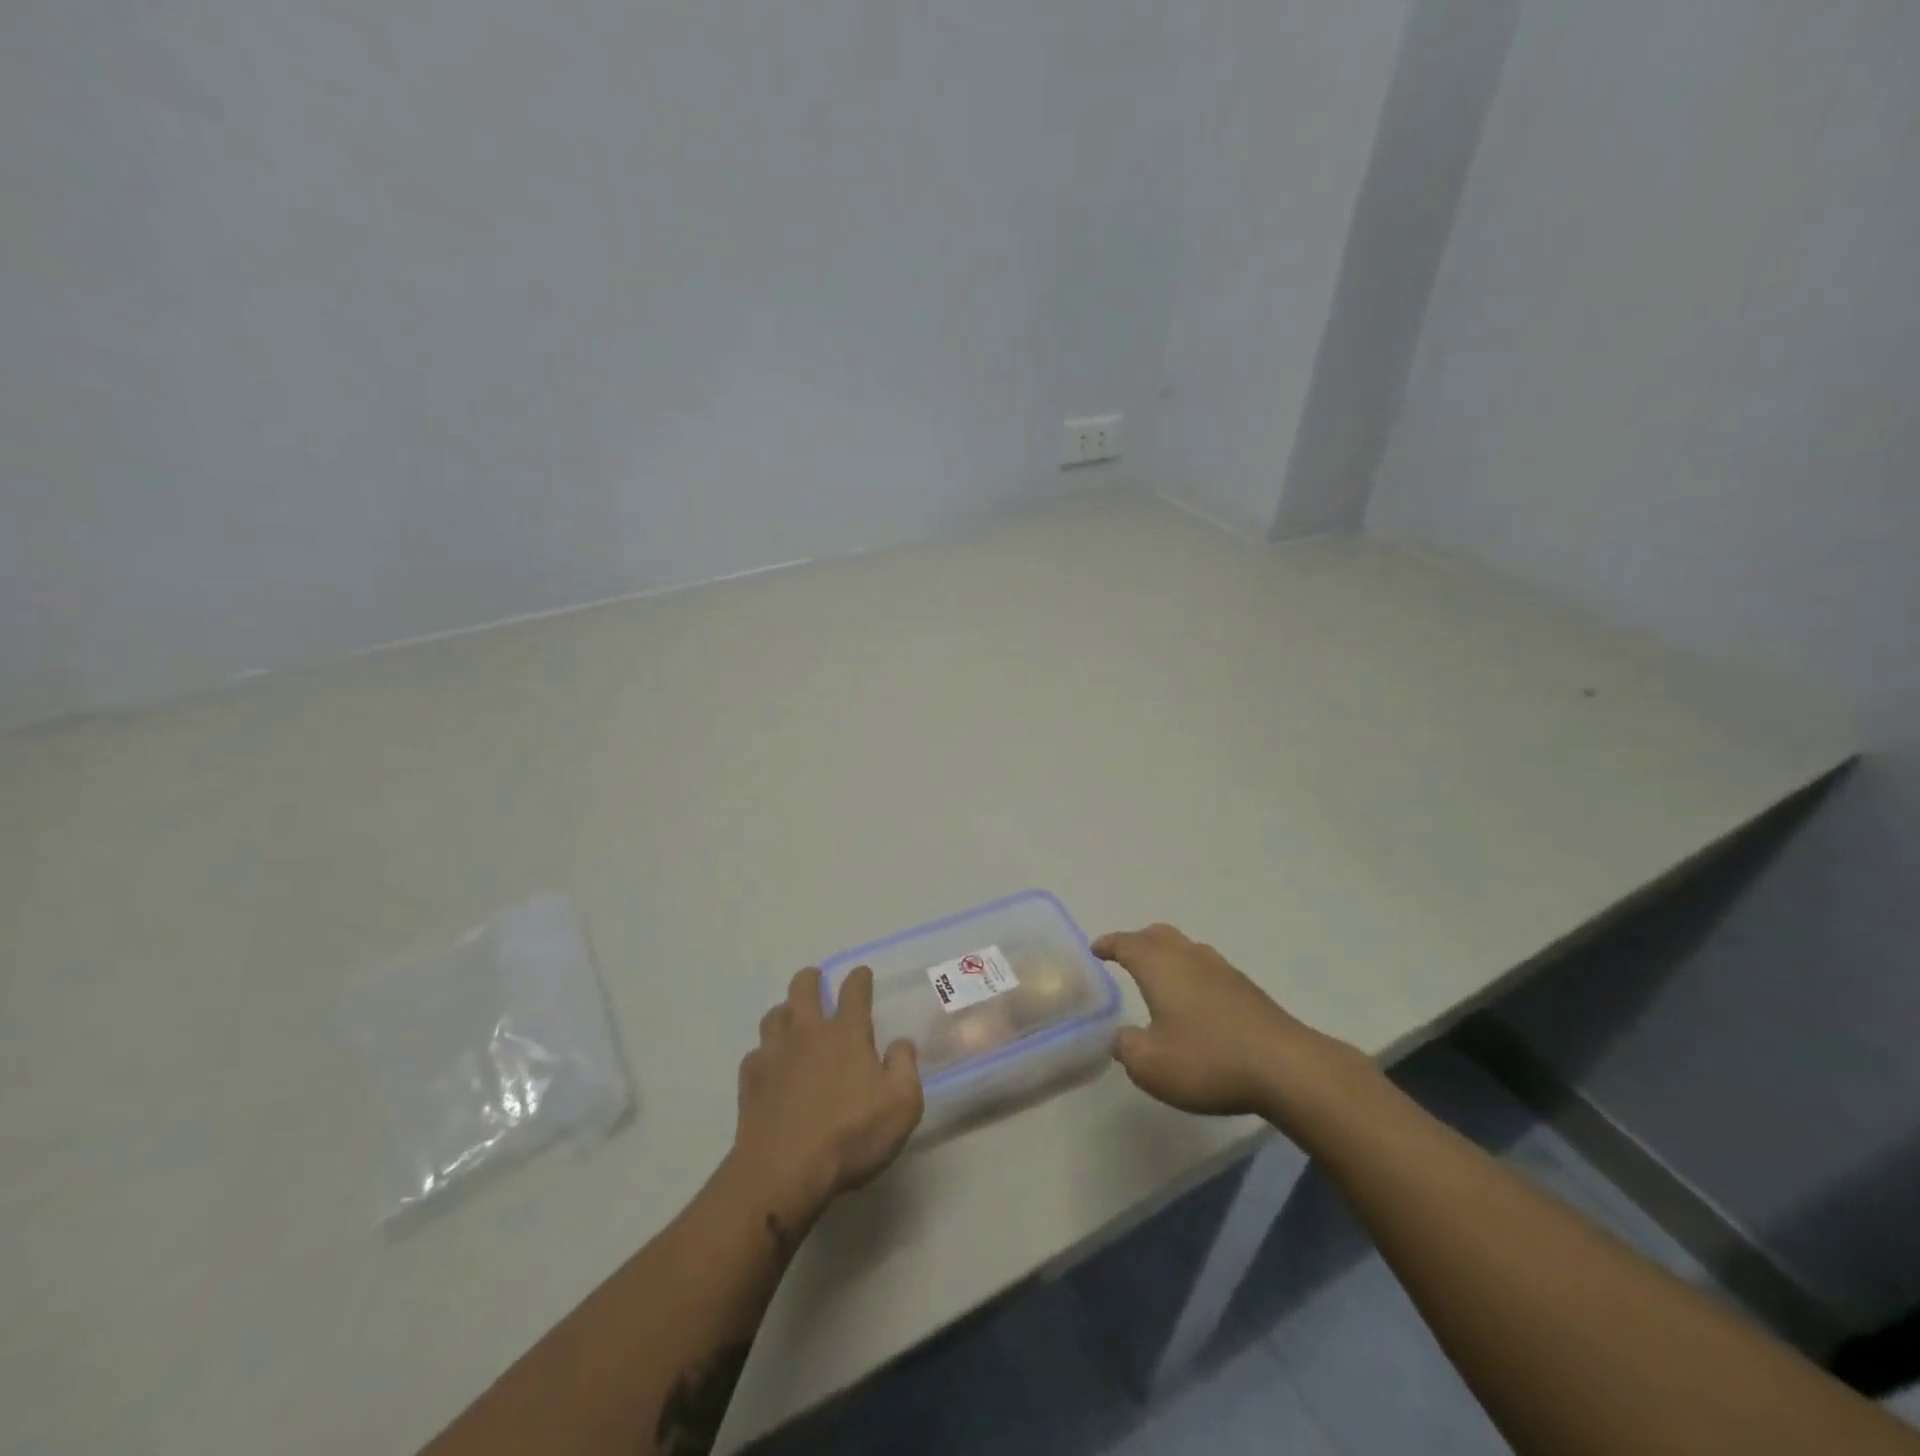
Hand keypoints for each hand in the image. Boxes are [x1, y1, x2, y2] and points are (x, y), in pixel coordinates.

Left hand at [731, 966, 923, 1223]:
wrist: (783, 1172)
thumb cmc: (850, 1136)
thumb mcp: (902, 1105)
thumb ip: (905, 1068)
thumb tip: (902, 1044)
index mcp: (847, 1034)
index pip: (854, 991)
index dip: (859, 978)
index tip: (862, 974)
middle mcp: (808, 1033)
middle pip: (803, 988)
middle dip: (811, 979)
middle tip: (816, 980)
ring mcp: (774, 1054)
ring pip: (774, 1015)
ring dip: (785, 1011)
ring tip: (791, 1018)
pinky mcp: (750, 1080)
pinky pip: (756, 1054)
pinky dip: (765, 1054)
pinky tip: (770, 1066)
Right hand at [1093, 923, 1350, 1120]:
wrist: (1286, 1067)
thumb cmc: (1208, 1060)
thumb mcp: (1150, 1065)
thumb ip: (1126, 1047)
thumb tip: (1122, 1037)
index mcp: (1159, 966)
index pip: (1126, 943)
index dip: (1109, 944)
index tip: (1096, 948)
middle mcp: (1189, 957)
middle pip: (1158, 935)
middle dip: (1138, 941)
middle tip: (1125, 955)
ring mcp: (1222, 970)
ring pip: (1186, 948)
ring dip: (1168, 955)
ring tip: (1160, 976)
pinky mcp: (1247, 989)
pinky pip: (1208, 968)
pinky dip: (1192, 974)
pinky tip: (1196, 1000)